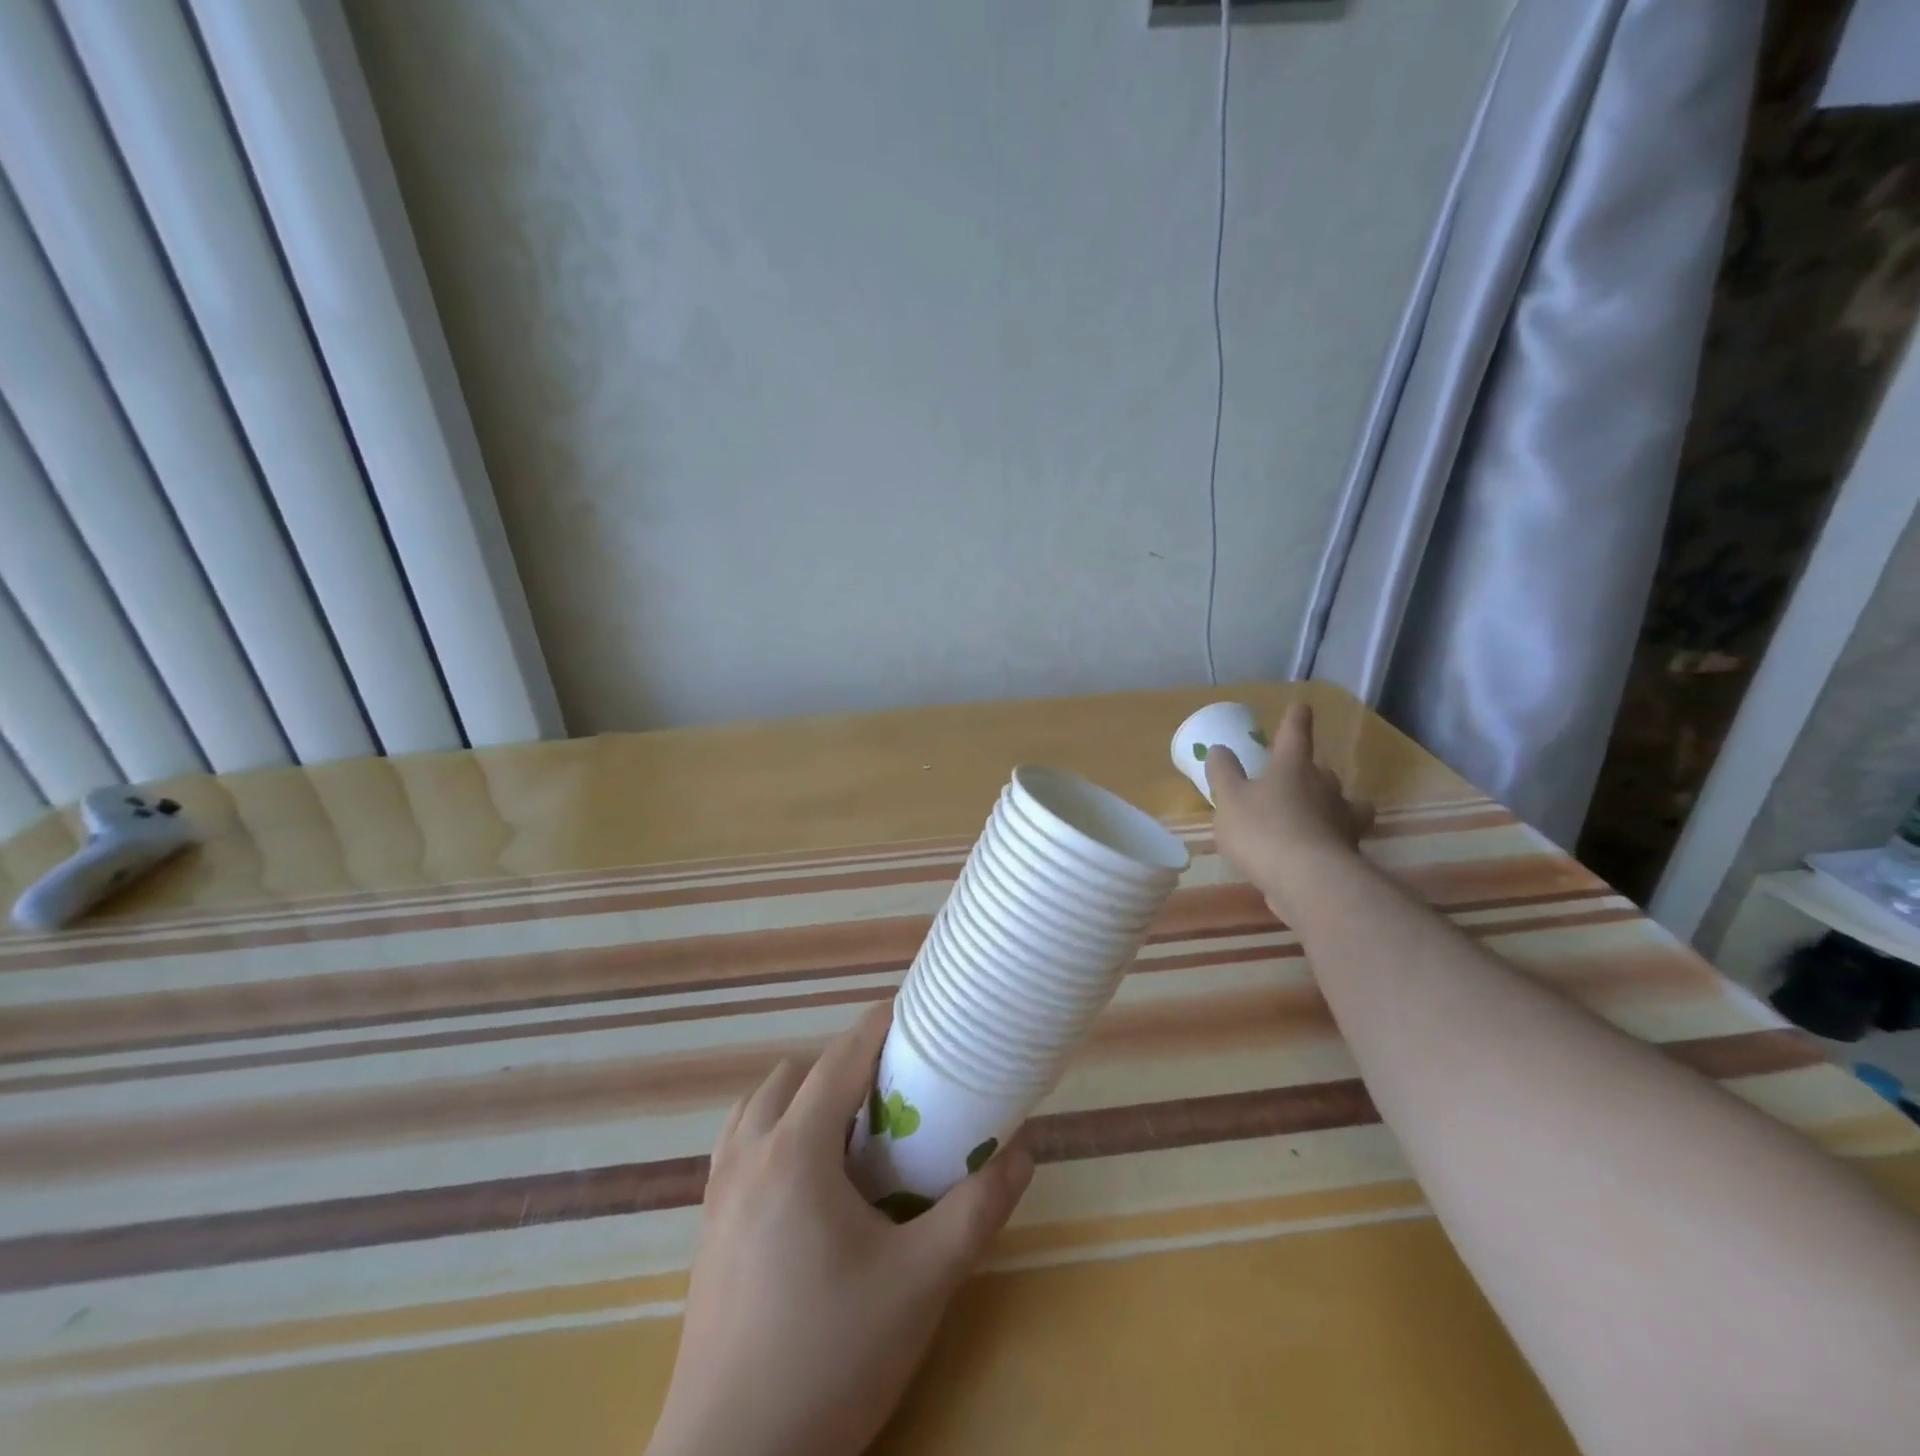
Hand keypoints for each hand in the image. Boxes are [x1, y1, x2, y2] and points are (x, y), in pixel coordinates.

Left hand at [648, 1004, 1034, 1455]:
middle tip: (892, 1092)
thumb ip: (977, 1209)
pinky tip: (807, 1182)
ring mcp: (719, 1191)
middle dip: (844, 1066)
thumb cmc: (831, 1358)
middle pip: (796, 1075)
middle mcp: (749, 1154)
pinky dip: (774, 1132)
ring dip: (803, 1097)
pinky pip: (740, 1145)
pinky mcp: (708, 1228)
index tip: (914, 1014)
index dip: (878, 1027)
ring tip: (850, 1132)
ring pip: (759, 1106)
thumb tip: (1024, 1152)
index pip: (840, 1059)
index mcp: (796, 1151)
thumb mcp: (922, 1282)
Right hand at [1205, 703, 1373, 922]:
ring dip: (1329, 805)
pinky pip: (1338, 838)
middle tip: (1294, 777)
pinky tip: (1311, 851)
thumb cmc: (1263, 830)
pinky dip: (1328, 839)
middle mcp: (1324, 788)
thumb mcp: (1229, 799)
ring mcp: (1341, 821)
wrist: (1309, 882)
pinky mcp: (1348, 853)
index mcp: (1293, 767)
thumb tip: (1220, 749)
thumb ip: (1223, 773)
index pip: (1295, 734)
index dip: (1295, 720)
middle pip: (1322, 771)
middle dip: (1311, 771)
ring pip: (1341, 804)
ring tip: (1312, 815)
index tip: (1301, 707)